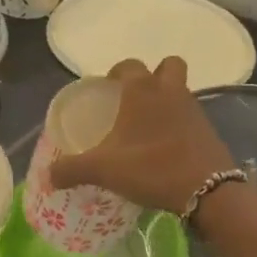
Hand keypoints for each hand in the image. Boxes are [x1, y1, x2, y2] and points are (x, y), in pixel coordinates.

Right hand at [50, 57, 237, 213]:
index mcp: (142, 91)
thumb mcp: (103, 170)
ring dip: (167, 100)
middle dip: (153, 75)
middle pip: (167, 66)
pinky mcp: (208, 131)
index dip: (116, 73)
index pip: (128, 65)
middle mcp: (170, 91)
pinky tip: (165, 147)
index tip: (106, 90)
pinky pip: (190, 117)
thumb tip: (48, 176)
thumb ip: (71, 170)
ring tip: (148, 126)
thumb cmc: (151, 168)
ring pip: (181, 91)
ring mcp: (194, 110)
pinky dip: (179, 124)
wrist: (207, 191)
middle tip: (134, 99)